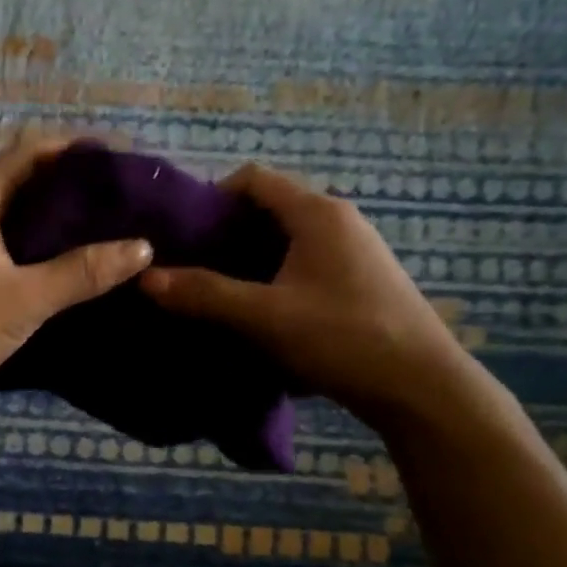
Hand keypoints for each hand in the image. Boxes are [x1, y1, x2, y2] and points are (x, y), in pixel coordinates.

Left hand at [0, 138, 154, 408]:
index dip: (79, 152)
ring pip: (4, 209)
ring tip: (96, 231)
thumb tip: (142, 247)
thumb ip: (83, 272)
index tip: (122, 166)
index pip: (33, 150)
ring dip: (45, 216)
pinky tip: (52, 263)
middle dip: (67, 186)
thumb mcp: (24, 301)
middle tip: (117, 203)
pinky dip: (24, 240)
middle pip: (19, 176)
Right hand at [140, 164, 464, 424]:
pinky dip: (274, 280)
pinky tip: (258, 314)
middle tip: (189, 268)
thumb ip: (205, 295)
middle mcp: (338, 221)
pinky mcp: (360, 282)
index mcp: (316, 213)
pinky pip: (305, 266)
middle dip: (226, 235)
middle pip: (269, 210)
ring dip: (249, 261)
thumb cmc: (342, 337)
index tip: (182, 233)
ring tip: (215, 293)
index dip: (212, 197)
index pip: (254, 180)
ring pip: (287, 242)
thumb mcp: (264, 316)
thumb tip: (147, 279)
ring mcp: (354, 252)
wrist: (420, 386)